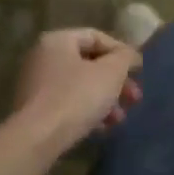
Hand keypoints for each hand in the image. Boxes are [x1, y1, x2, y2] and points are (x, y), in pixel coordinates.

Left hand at [11, 28, 142, 153]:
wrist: (39, 137)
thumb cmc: (77, 96)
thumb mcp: (111, 72)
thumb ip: (125, 57)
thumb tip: (130, 55)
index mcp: (57, 41)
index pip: (96, 37)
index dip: (121, 52)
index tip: (138, 70)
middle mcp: (42, 58)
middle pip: (89, 63)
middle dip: (116, 81)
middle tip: (134, 98)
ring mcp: (36, 85)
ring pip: (80, 86)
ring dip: (105, 99)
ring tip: (119, 119)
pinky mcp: (35, 110)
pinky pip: (68, 104)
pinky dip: (87, 111)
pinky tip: (102, 128)